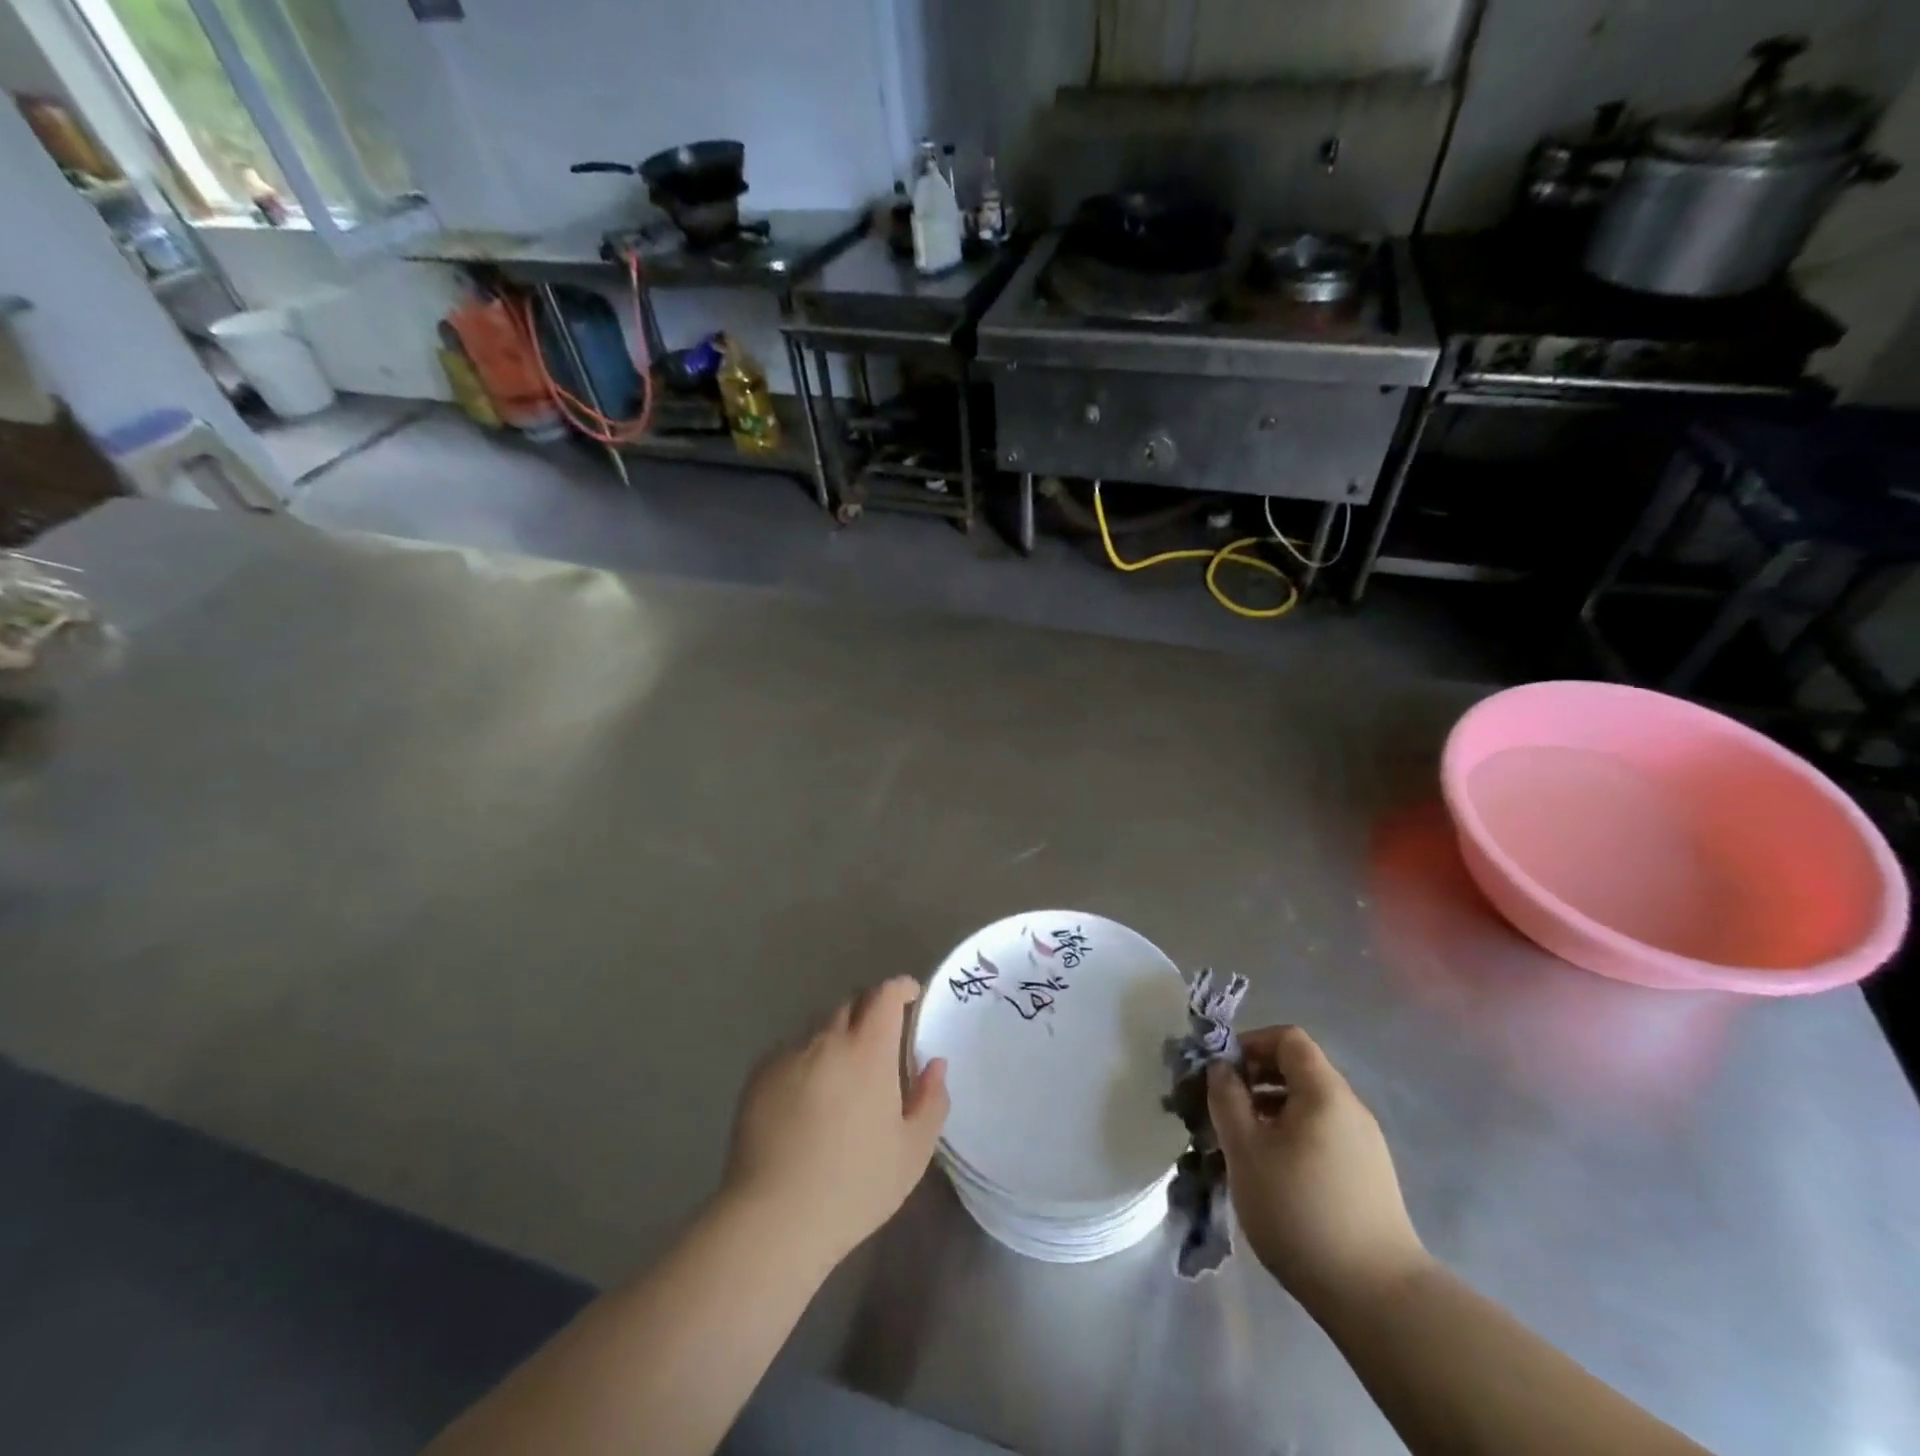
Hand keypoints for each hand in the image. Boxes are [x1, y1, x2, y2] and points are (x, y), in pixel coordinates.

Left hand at [723, 976, 948, 1265]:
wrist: (774, 1219)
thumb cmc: (855, 1186)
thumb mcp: (912, 1152)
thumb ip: (931, 1100)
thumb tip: (934, 1064)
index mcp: (869, 1050)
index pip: (885, 994)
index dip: (900, 988)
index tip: (910, 997)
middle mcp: (827, 1039)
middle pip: (852, 1003)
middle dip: (870, 1012)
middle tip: (880, 1045)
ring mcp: (789, 1054)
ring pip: (820, 1027)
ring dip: (837, 1037)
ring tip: (841, 1077)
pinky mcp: (759, 1075)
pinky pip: (791, 1051)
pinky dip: (806, 1060)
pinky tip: (806, 1100)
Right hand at [1207, 1025, 1428, 1307]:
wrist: (1377, 1297)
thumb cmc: (1299, 1209)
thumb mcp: (1245, 1149)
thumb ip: (1226, 1098)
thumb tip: (1221, 1068)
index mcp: (1324, 1091)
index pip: (1287, 1038)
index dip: (1251, 1044)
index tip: (1222, 1073)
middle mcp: (1350, 1108)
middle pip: (1298, 1070)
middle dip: (1255, 1080)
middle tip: (1224, 1110)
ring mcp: (1365, 1144)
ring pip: (1308, 1106)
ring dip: (1270, 1111)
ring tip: (1242, 1146)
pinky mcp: (1369, 1177)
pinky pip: (1322, 1134)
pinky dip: (1292, 1137)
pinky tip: (1273, 1174)